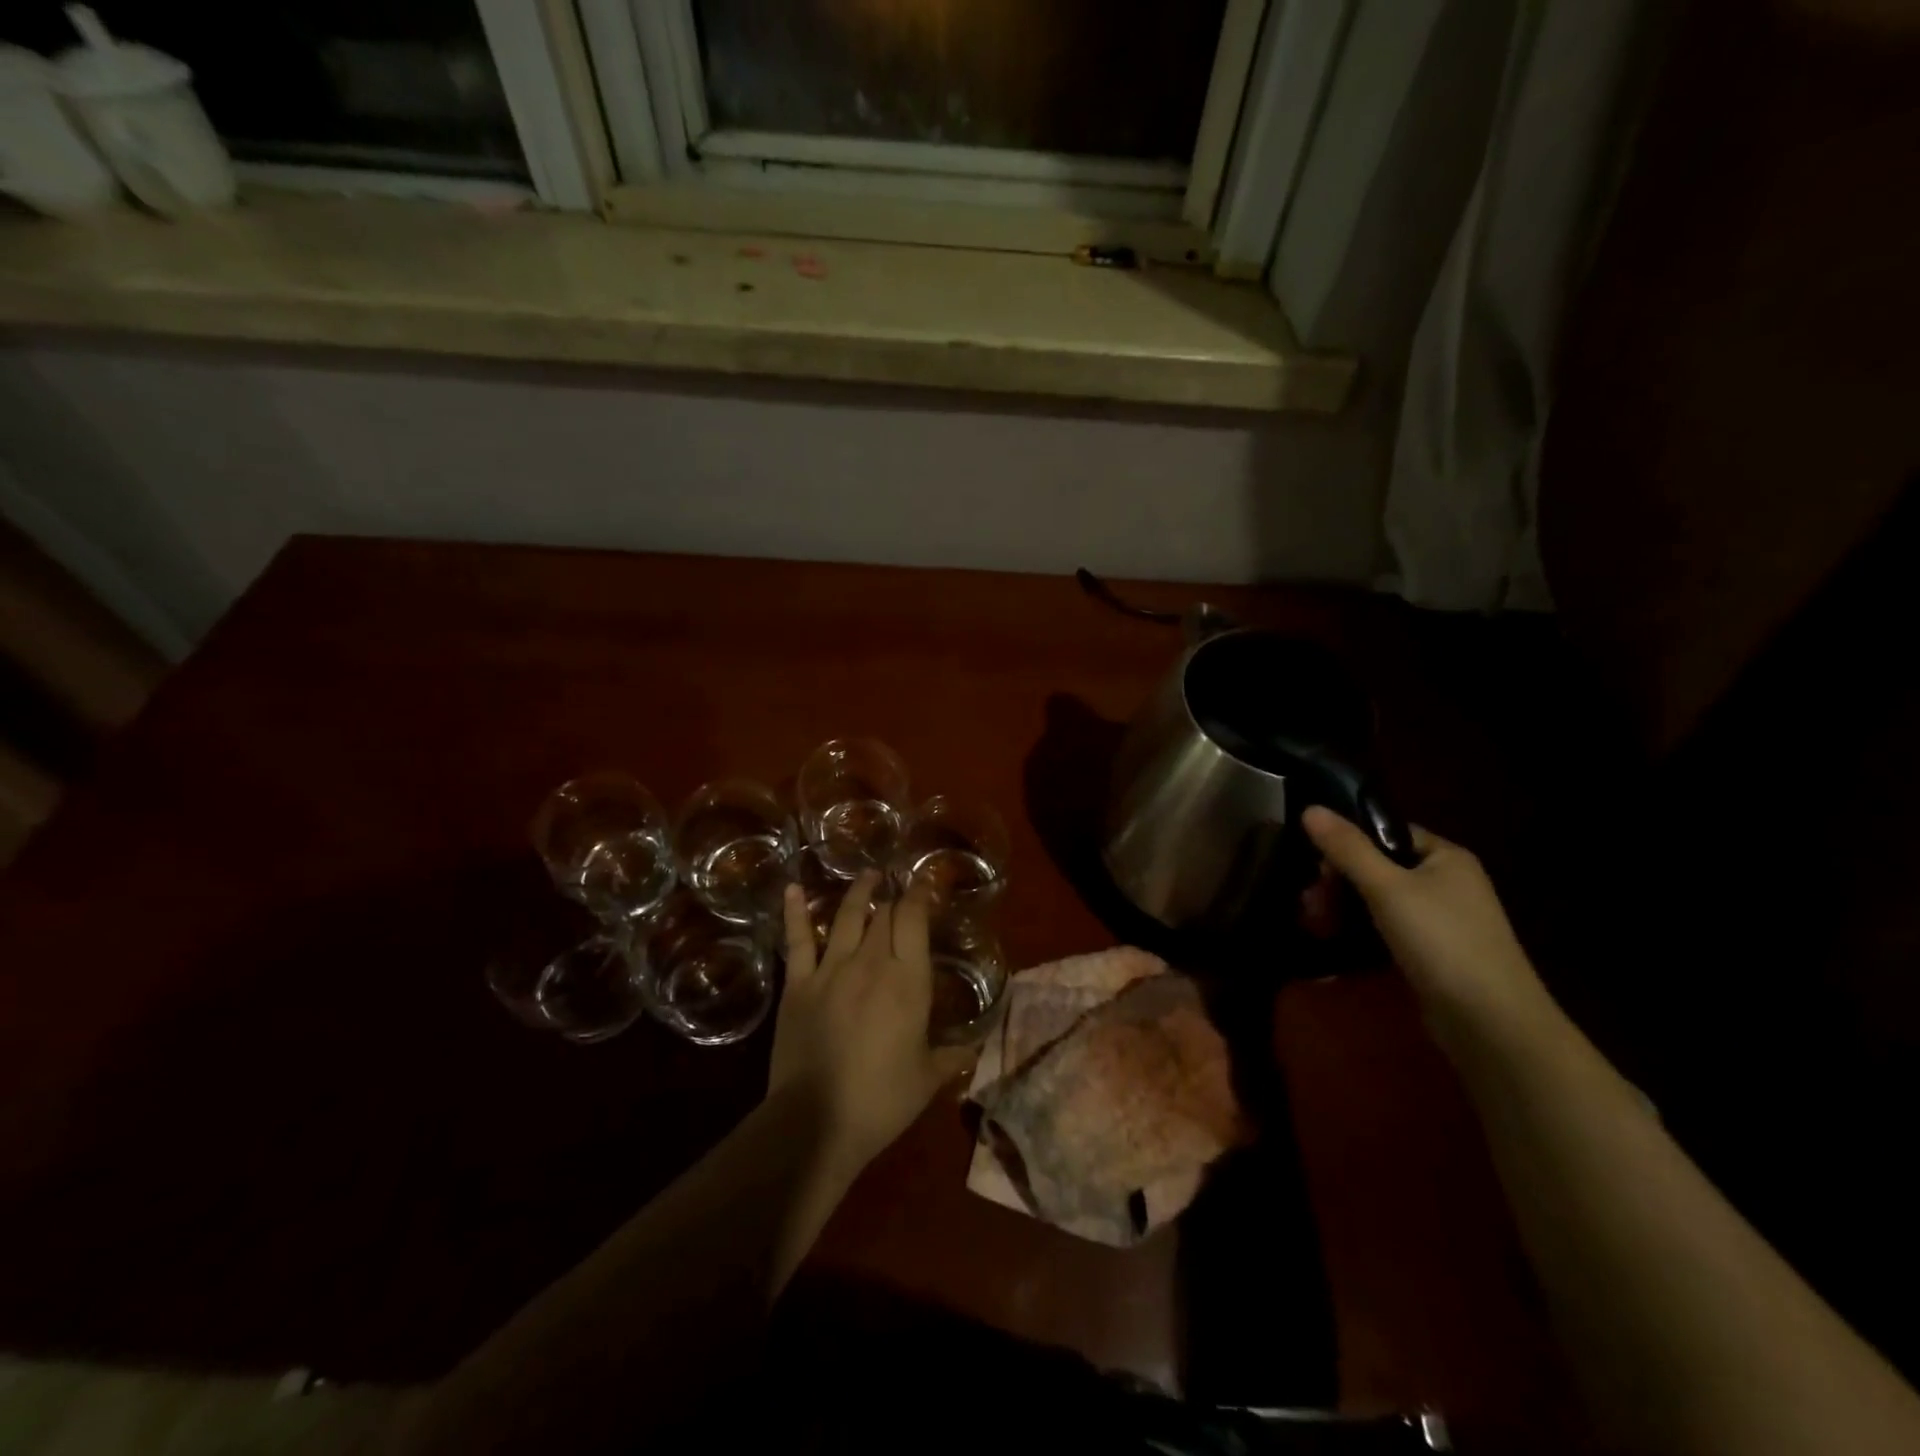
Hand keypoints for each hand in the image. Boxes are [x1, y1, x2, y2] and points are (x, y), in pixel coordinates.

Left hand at [769, 871, 973, 1172]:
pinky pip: (797, 941)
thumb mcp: (927, 1079)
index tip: (925, 883)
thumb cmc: (881, 1101)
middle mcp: (870, 963)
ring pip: (846, 917)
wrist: (815, 1121)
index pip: (914, 920)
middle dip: (893, 897)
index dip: (919, 895)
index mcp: (907, 980)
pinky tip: (793, 889)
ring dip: (858, 893)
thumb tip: (974, 1047)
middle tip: (898, 887)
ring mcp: (830, 970)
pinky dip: (795, 913)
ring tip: (867, 876)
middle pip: (883, 915)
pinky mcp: (798, 985)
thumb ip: (952, 1056)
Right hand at [1301, 806, 1554, 1044]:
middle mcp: (1447, 882)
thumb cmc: (1441, 941)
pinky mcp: (1433, 954)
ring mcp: (1442, 920)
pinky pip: (1387, 930)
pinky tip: (1335, 942)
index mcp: (1445, 857)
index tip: (1315, 865)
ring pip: (1378, 901)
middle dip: (1338, 883)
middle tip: (1309, 903)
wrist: (1491, 1023)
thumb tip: (1309, 808)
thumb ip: (1347, 848)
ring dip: (1343, 909)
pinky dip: (1360, 933)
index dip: (1347, 843)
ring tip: (1315, 925)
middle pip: (1377, 868)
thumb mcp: (1387, 888)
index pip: (1385, 832)